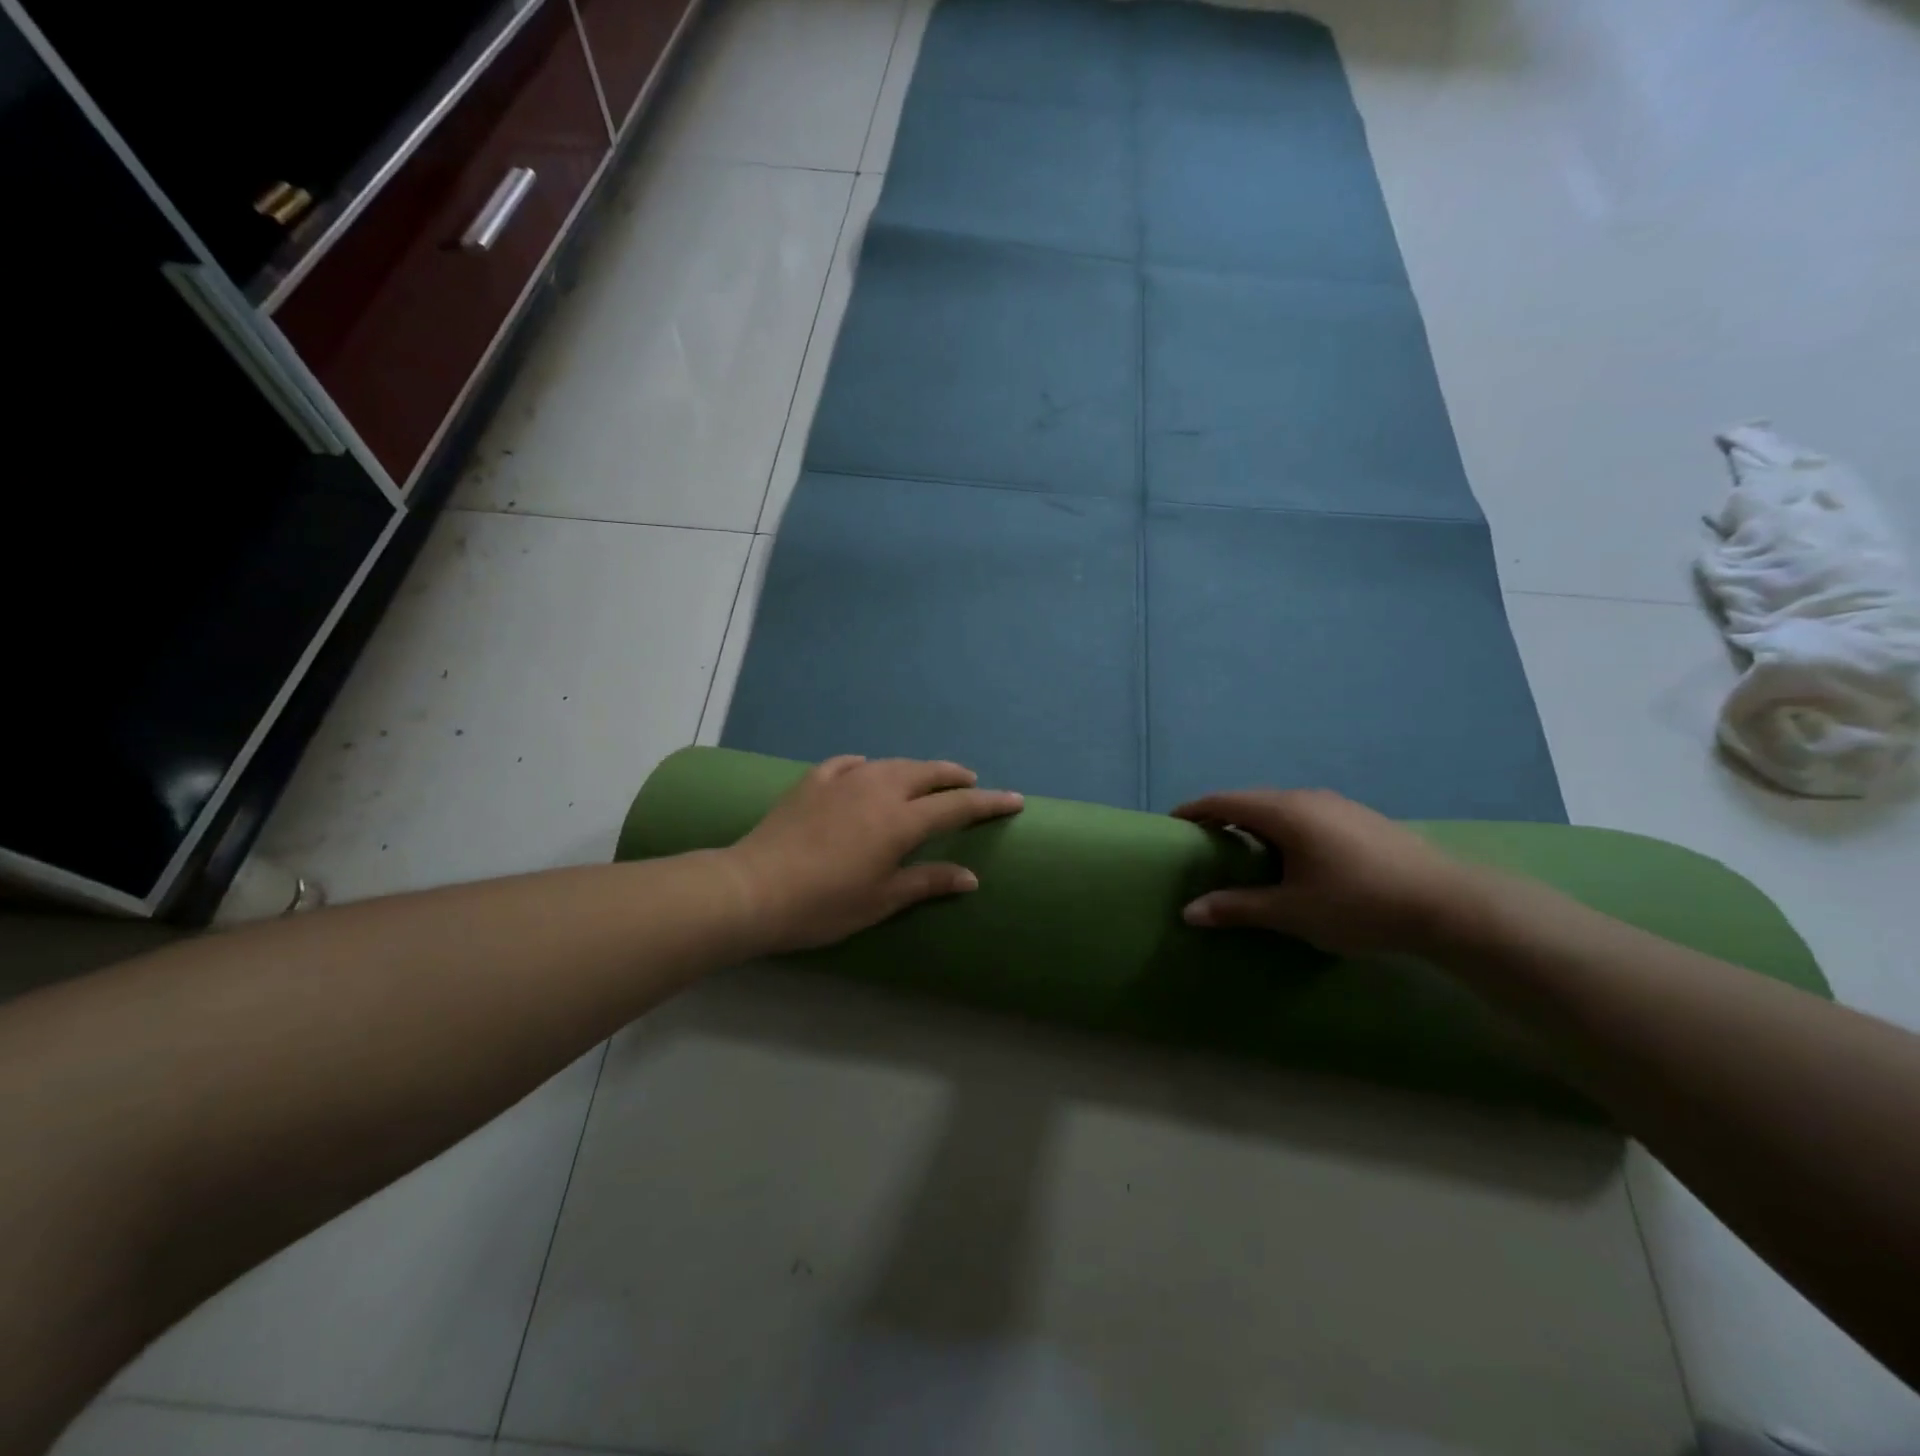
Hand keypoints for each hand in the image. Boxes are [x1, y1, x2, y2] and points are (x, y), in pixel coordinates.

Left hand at [722, 756, 1023, 954]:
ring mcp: (843, 780)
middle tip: (971, 782)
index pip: (957, 807)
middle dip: (954, 776)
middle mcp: (878, 789)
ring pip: (891, 763)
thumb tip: (969, 877)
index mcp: (900, 821)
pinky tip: (866, 769)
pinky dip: (868, 766)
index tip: (1014, 799)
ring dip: (916, 768)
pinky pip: (850, 763)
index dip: (988, 803)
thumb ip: (927, 881)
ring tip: (926, 777)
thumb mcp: (881, 900)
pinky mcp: (813, 781)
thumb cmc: (824, 904)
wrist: (753, 888)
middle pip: (927, 773)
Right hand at [1172, 789, 1489, 957]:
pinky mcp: (1362, 819)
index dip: (1195, 810)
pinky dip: (1285, 830)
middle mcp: (1309, 798)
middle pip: (1253, 800)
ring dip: (1258, 825)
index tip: (1173, 824)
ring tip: (1247, 854)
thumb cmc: (1358, 904)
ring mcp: (1340, 805)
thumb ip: (1237, 907)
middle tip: (1206, 845)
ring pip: (1283, 808)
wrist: (1450, 905)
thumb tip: (1189, 912)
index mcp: (1285, 812)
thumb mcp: (1291, 911)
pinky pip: (1307, 816)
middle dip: (1225, 818)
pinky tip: (1295, 860)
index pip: (1225, 801)